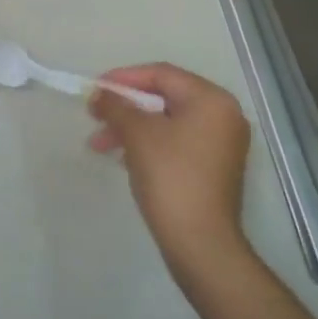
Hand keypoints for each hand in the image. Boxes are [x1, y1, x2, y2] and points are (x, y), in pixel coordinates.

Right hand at [88, 64, 251, 275]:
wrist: (201, 244)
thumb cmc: (171, 177)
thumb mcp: (137, 134)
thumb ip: (115, 105)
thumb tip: (99, 94)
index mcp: (211, 100)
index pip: (161, 74)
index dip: (124, 78)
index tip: (95, 88)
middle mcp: (223, 116)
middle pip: (164, 97)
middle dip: (125, 107)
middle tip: (94, 116)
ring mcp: (221, 144)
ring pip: (167, 122)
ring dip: (131, 128)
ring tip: (100, 144)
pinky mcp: (214, 168)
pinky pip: (176, 142)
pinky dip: (148, 144)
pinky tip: (123, 158)